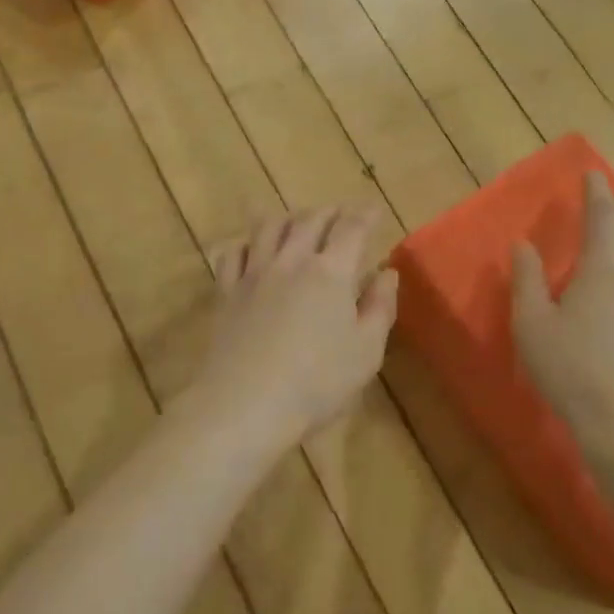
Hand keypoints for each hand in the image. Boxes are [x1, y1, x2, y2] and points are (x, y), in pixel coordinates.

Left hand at [194, 206, 399, 444]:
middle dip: (328, 212)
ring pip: (268, 227)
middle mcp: (291, 261)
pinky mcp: (226, 291)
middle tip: (339, 214)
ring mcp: (254, 273)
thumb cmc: (316, 383)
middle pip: (309, 220)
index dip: (365, 214)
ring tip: (296, 221)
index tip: (374, 210)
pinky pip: (232, 253)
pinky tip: (249, 248)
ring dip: (287, 218)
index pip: (352, 228)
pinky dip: (245, 243)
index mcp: (331, 272)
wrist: (245, 403)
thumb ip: (380, 307)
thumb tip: (387, 272)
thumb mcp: (366, 351)